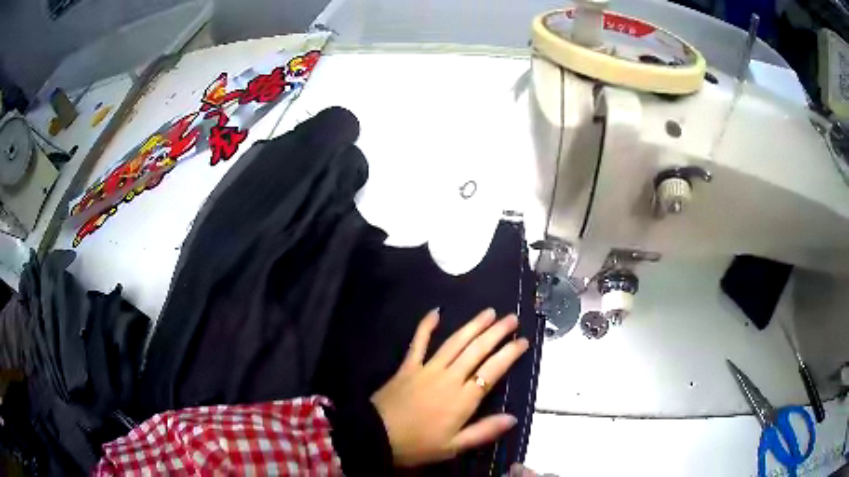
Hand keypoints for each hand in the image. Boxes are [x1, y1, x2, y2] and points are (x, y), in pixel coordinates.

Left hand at [371, 308, 529, 466]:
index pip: (492, 370)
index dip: (509, 354)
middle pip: (477, 350)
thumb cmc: (418, 445)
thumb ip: (484, 431)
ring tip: (489, 312)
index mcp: (463, 399)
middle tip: (512, 318)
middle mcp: (449, 378)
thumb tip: (514, 418)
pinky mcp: (407, 366)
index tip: (523, 341)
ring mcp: (427, 369)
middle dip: (497, 332)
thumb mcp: (454, 447)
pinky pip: (418, 342)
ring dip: (473, 325)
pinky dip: (426, 326)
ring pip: (454, 342)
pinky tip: (436, 312)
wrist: (376, 436)